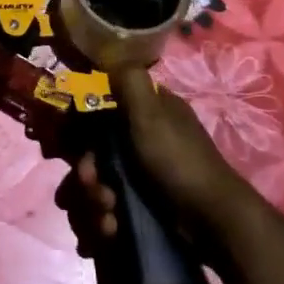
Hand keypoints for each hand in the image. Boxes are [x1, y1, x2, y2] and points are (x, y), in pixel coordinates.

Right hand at [55, 67, 255, 254]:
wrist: (214, 222)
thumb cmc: (179, 161)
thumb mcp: (152, 115)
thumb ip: (129, 83)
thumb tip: (110, 50)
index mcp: (146, 112)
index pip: (100, 110)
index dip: (79, 128)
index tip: (68, 146)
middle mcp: (142, 139)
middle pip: (95, 152)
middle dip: (88, 174)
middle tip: (95, 188)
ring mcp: (143, 175)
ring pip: (99, 184)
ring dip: (94, 204)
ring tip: (107, 219)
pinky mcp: (144, 207)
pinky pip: (110, 210)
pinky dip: (105, 223)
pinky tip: (110, 233)